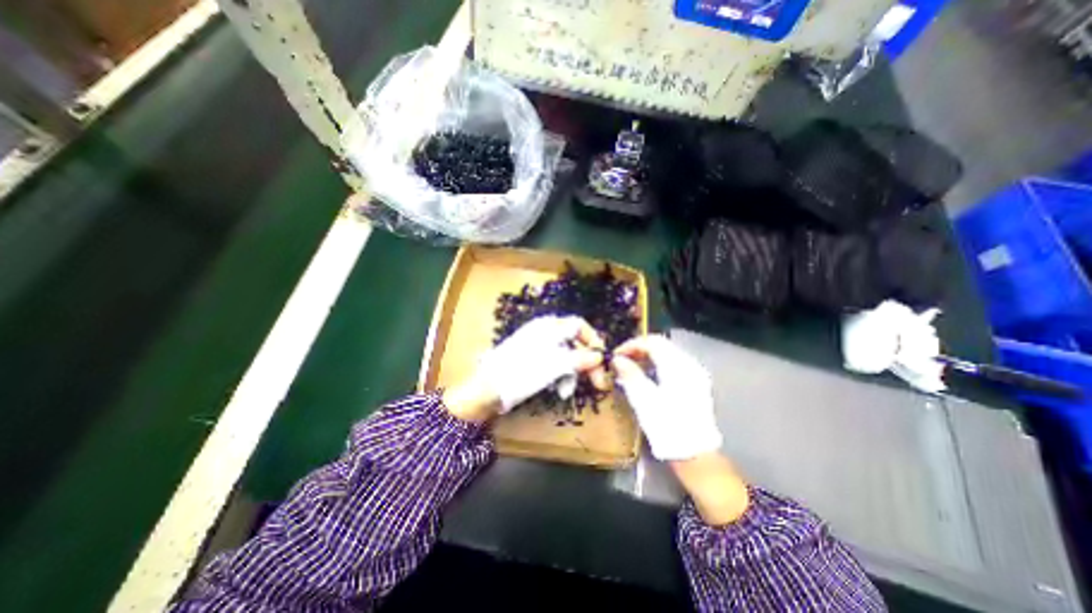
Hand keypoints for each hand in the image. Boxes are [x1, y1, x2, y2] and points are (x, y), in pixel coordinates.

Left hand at [449, 315, 605, 420]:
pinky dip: (560, 376)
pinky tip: (558, 390)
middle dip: (587, 362)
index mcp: (549, 327)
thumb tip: (599, 355)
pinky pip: (555, 365)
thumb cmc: (521, 373)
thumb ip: (578, 359)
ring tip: (567, 391)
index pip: (579, 326)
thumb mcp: (553, 366)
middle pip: (575, 342)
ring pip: (566, 356)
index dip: (593, 341)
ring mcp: (538, 347)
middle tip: (598, 383)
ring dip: (573, 373)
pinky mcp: (534, 361)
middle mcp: (545, 333)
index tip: (602, 361)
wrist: (488, 390)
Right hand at [613, 336, 750, 526]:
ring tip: (630, 368)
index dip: (632, 345)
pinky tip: (646, 377)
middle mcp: (689, 365)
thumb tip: (617, 359)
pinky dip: (657, 365)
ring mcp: (695, 374)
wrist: (696, 455)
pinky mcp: (695, 384)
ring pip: (667, 354)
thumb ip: (630, 375)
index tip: (616, 355)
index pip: (653, 342)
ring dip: (647, 356)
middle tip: (621, 360)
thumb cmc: (668, 427)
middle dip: (639, 349)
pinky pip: (673, 364)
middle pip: (661, 345)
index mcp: (678, 366)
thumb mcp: (644, 400)